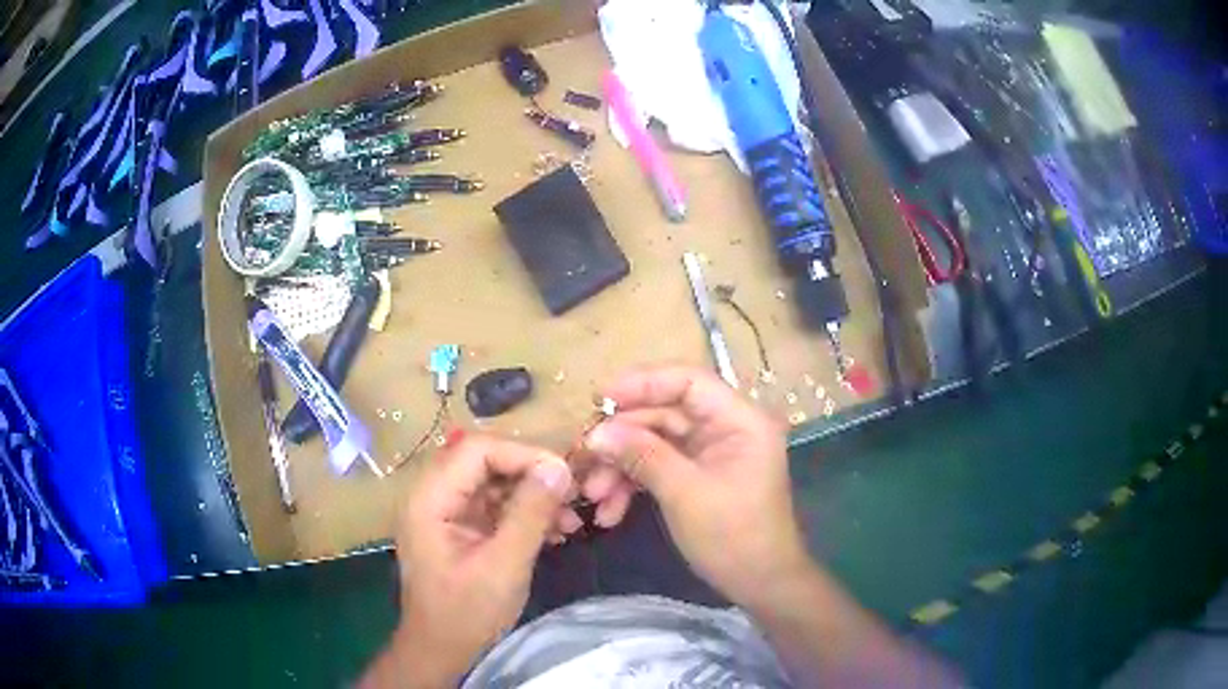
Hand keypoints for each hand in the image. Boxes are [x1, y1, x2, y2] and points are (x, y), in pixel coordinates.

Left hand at [383, 435, 573, 685]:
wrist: (442, 651)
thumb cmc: (466, 613)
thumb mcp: (504, 565)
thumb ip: (530, 513)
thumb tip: (559, 468)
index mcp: (430, 499)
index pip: (476, 450)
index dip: (522, 454)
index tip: (564, 475)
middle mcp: (433, 496)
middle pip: (485, 461)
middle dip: (531, 475)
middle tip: (571, 494)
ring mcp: (446, 513)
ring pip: (493, 482)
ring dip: (532, 496)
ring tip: (569, 520)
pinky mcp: (460, 529)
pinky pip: (494, 506)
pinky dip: (524, 514)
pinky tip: (554, 532)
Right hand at [584, 367, 809, 608]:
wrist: (759, 584)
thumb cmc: (733, 537)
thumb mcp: (685, 494)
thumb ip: (642, 456)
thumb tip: (597, 433)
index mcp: (740, 420)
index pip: (689, 381)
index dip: (644, 383)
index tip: (601, 399)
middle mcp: (726, 428)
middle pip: (665, 412)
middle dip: (623, 437)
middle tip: (584, 455)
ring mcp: (710, 452)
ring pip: (655, 442)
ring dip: (621, 466)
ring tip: (592, 495)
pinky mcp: (697, 474)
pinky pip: (659, 466)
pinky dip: (633, 485)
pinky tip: (609, 512)